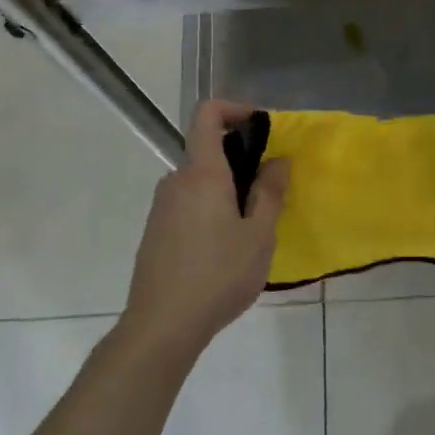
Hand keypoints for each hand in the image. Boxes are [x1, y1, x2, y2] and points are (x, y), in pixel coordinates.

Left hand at [122, 100, 289, 358]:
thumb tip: (278, 159)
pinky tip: (224, 250)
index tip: (260, 125)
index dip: (233, 108)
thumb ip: (270, 192)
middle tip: (269, 193)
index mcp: (203, 174)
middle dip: (241, 161)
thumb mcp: (259, 235)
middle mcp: (176, 181)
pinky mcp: (156, 231)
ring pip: (200, 182)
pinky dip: (211, 210)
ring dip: (227, 191)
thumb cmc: (218, 276)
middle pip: (208, 152)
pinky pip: (189, 204)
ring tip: (251, 230)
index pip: (207, 115)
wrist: (162, 325)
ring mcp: (162, 207)